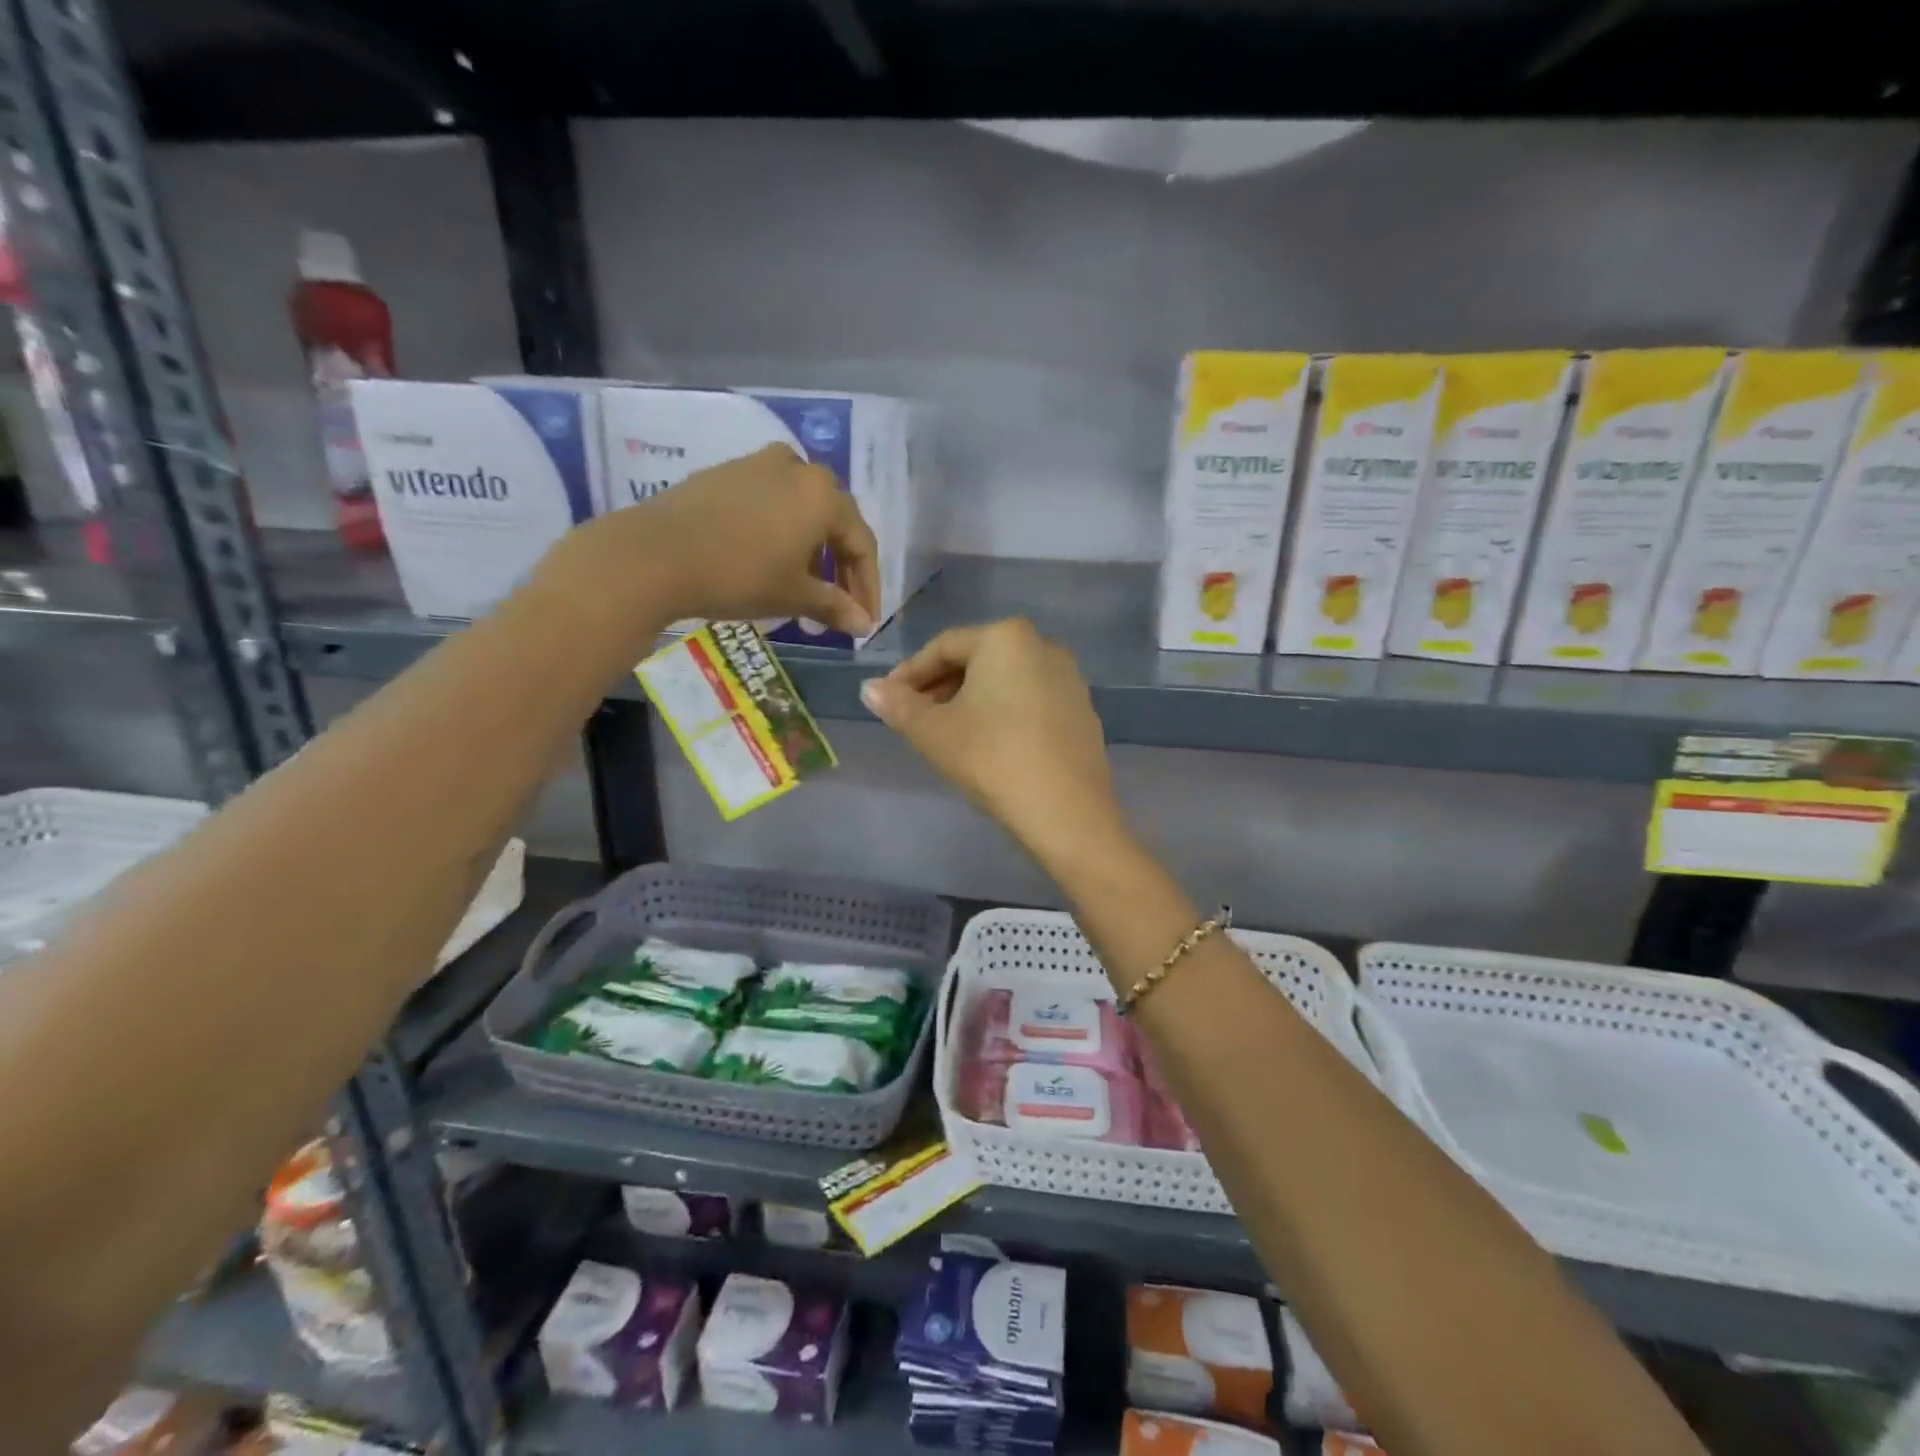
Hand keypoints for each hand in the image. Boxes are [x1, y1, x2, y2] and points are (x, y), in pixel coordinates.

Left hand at [572, 444, 880, 635]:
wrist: (655, 554)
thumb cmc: (739, 575)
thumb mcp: (793, 595)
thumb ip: (835, 607)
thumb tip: (864, 625)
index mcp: (824, 495)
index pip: (862, 544)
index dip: (867, 587)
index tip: (865, 620)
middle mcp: (799, 469)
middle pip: (834, 522)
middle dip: (840, 569)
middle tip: (838, 607)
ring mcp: (759, 465)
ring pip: (802, 510)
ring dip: (812, 551)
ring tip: (804, 589)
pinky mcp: (726, 473)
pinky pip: (771, 503)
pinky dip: (782, 533)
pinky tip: (770, 562)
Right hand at [859, 618, 1122, 861]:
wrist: (1066, 812)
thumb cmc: (992, 759)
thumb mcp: (934, 733)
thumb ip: (898, 706)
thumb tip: (868, 689)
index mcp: (1006, 638)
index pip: (943, 647)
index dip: (909, 674)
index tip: (887, 701)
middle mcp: (1043, 645)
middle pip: (977, 660)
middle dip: (940, 687)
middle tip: (913, 719)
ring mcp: (1069, 678)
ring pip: (1004, 682)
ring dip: (969, 701)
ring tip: (946, 734)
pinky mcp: (1082, 710)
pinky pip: (1030, 700)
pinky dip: (1002, 713)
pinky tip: (988, 745)